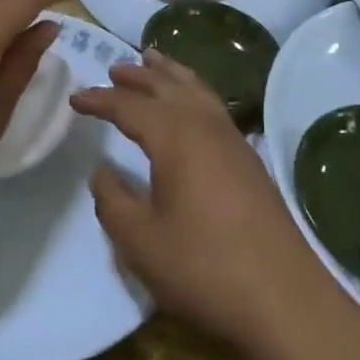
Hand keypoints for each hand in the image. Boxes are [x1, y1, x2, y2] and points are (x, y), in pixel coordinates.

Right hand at [71, 50, 345, 357]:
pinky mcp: (249, 157)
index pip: (129, 106)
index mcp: (175, 136)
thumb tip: (102, 171)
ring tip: (153, 61)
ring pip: (196, 88)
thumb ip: (113, 201)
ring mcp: (232, 139)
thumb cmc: (204, 267)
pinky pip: (213, 104)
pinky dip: (194, 90)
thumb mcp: (141, 242)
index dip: (100, 100)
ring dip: (170, 73)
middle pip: (167, 85)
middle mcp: (205, 124)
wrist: (283, 297)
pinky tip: (192, 104)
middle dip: (138, 76)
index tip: (75, 98)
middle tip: (114, 68)